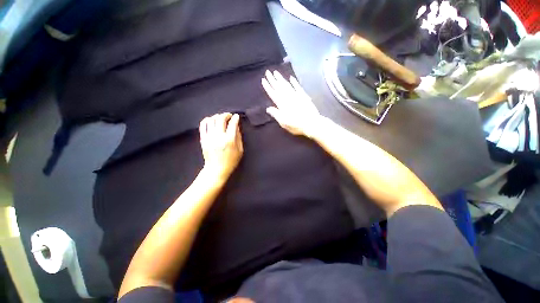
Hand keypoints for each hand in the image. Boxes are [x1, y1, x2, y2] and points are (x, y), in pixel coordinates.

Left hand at [199, 113, 243, 181]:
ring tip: (221, 118)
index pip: (232, 124)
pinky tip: (211, 120)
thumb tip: (236, 126)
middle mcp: (219, 137)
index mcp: (230, 140)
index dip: (235, 118)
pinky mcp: (203, 139)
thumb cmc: (231, 161)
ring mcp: (209, 137)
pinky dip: (207, 119)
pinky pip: (203, 125)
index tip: (236, 116)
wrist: (216, 169)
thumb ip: (239, 137)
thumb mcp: (240, 150)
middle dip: (226, 115)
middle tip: (229, 116)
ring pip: (211, 120)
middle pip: (221, 119)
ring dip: (217, 116)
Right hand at [262, 70, 321, 137]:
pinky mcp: (303, 96)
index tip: (263, 80)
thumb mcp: (283, 122)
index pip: (273, 94)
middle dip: (272, 79)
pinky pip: (297, 87)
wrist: (311, 123)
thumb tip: (268, 108)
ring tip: (276, 72)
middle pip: (279, 87)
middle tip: (268, 72)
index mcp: (282, 104)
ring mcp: (296, 95)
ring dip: (281, 78)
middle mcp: (288, 98)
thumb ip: (276, 114)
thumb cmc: (296, 125)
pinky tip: (291, 78)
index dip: (268, 87)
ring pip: (287, 85)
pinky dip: (294, 82)